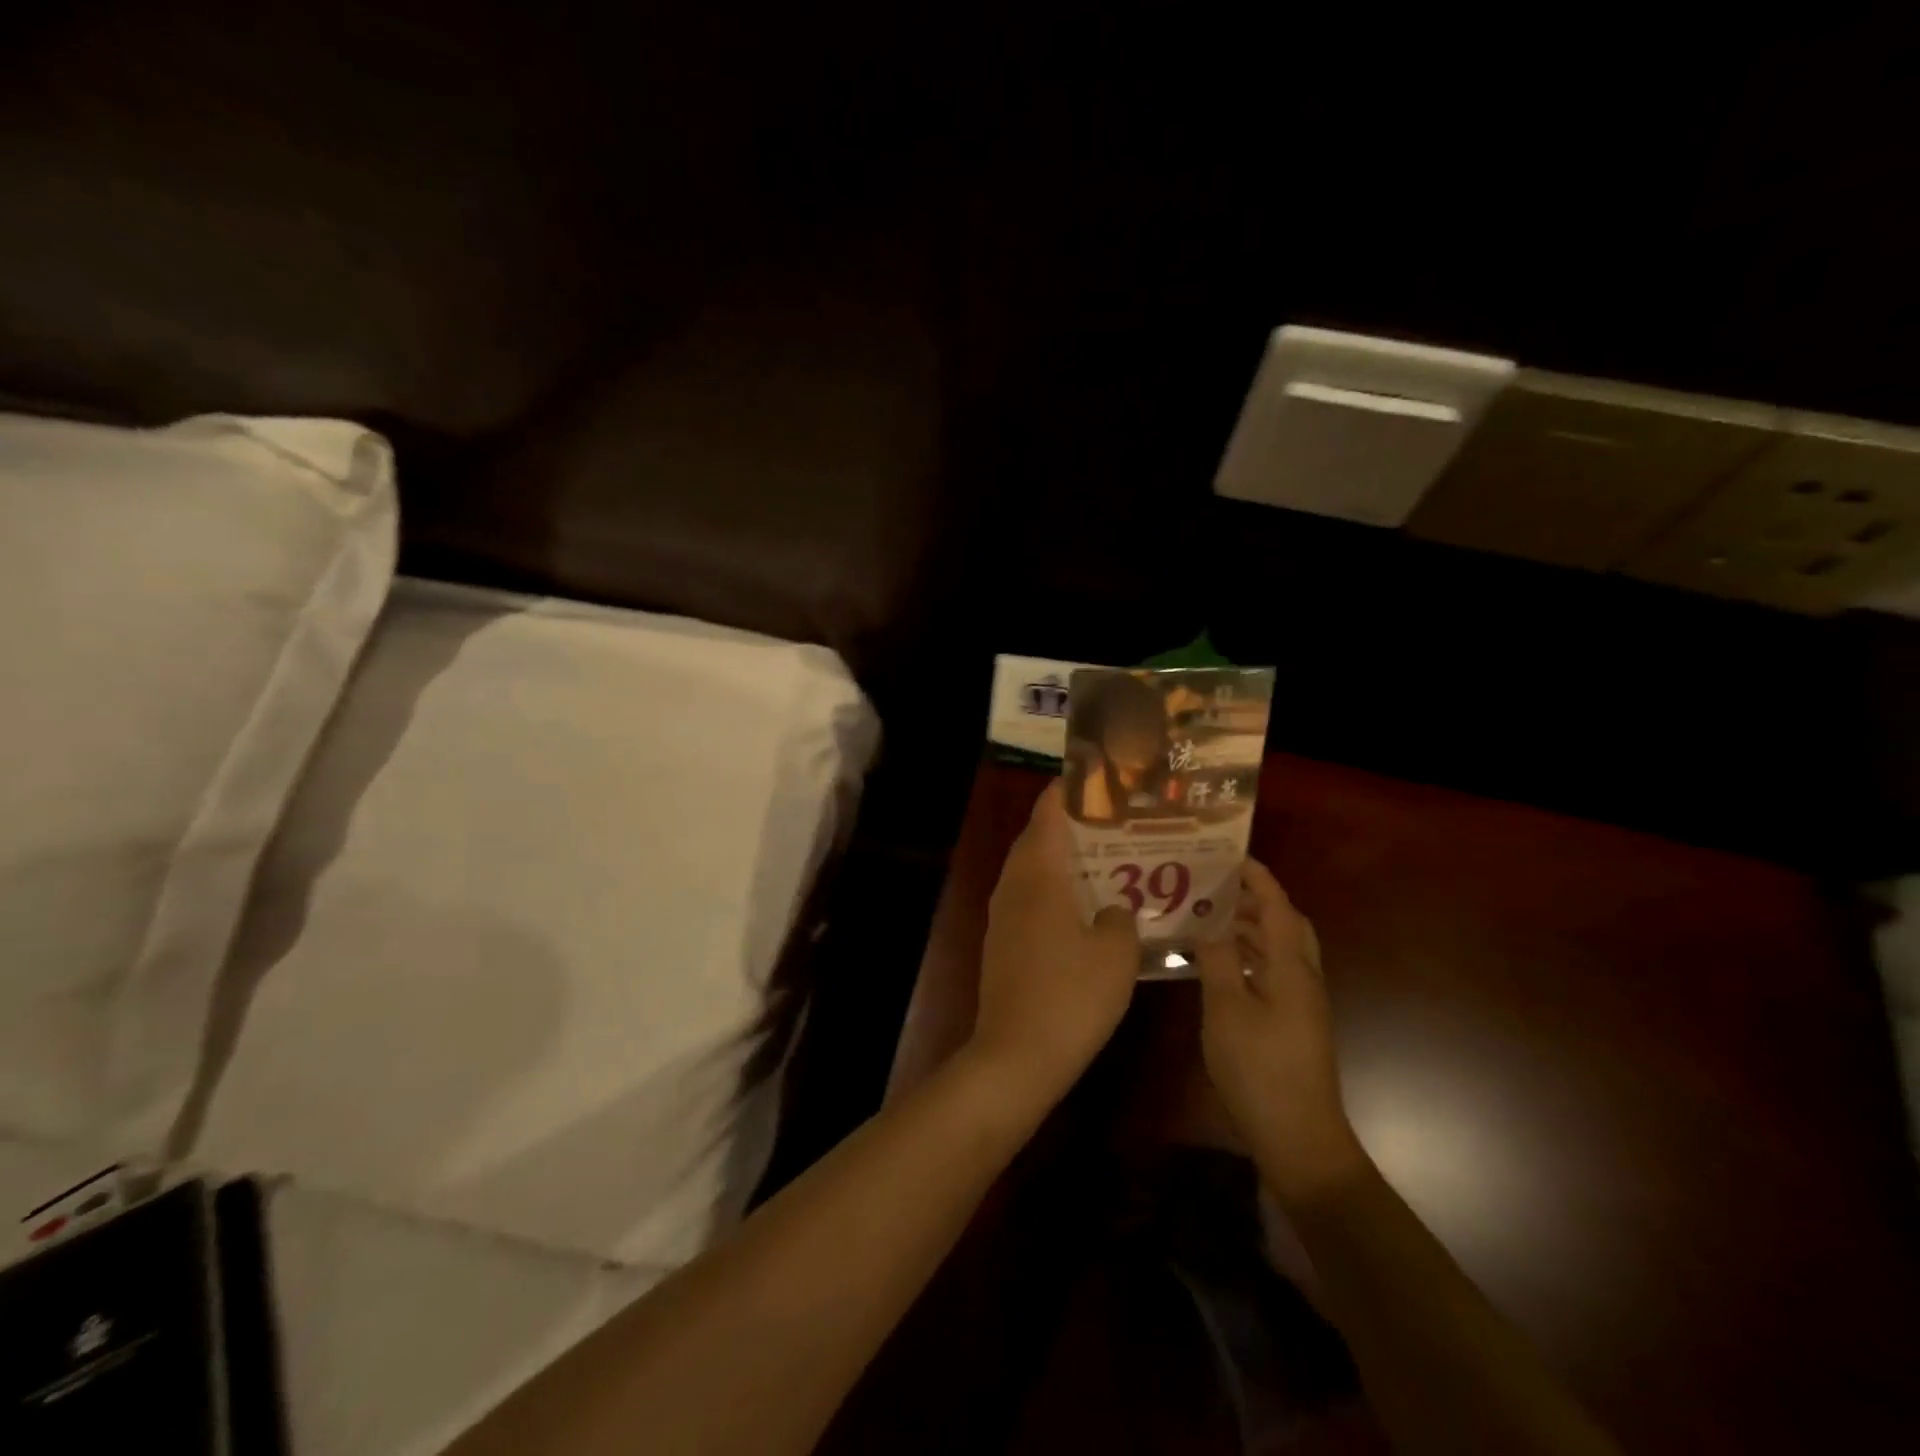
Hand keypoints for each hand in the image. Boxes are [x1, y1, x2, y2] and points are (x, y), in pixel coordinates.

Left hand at [967, 782, 1139, 1107]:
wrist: (1016, 1055)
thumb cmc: (1071, 996)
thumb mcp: (1116, 954)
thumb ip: (1120, 919)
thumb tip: (1113, 910)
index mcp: (1039, 875)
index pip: (1047, 814)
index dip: (1067, 790)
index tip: (1094, 777)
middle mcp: (1013, 886)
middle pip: (1036, 838)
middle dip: (1068, 824)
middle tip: (1110, 822)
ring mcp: (1002, 916)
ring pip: (1030, 871)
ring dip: (1060, 860)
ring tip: (1102, 860)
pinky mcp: (1001, 943)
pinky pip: (1028, 899)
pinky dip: (1052, 890)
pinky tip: (1082, 909)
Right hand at [1196, 858, 1365, 1204]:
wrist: (1299, 1137)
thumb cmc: (1260, 1068)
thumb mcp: (1226, 1010)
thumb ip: (1217, 961)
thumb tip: (1209, 925)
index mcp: (1291, 968)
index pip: (1277, 907)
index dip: (1258, 878)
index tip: (1230, 855)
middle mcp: (1303, 978)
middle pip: (1287, 925)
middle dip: (1256, 900)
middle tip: (1217, 887)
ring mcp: (1301, 1003)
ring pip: (1279, 950)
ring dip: (1251, 928)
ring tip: (1210, 917)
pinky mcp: (1293, 1024)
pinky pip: (1272, 972)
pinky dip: (1249, 956)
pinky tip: (1219, 965)